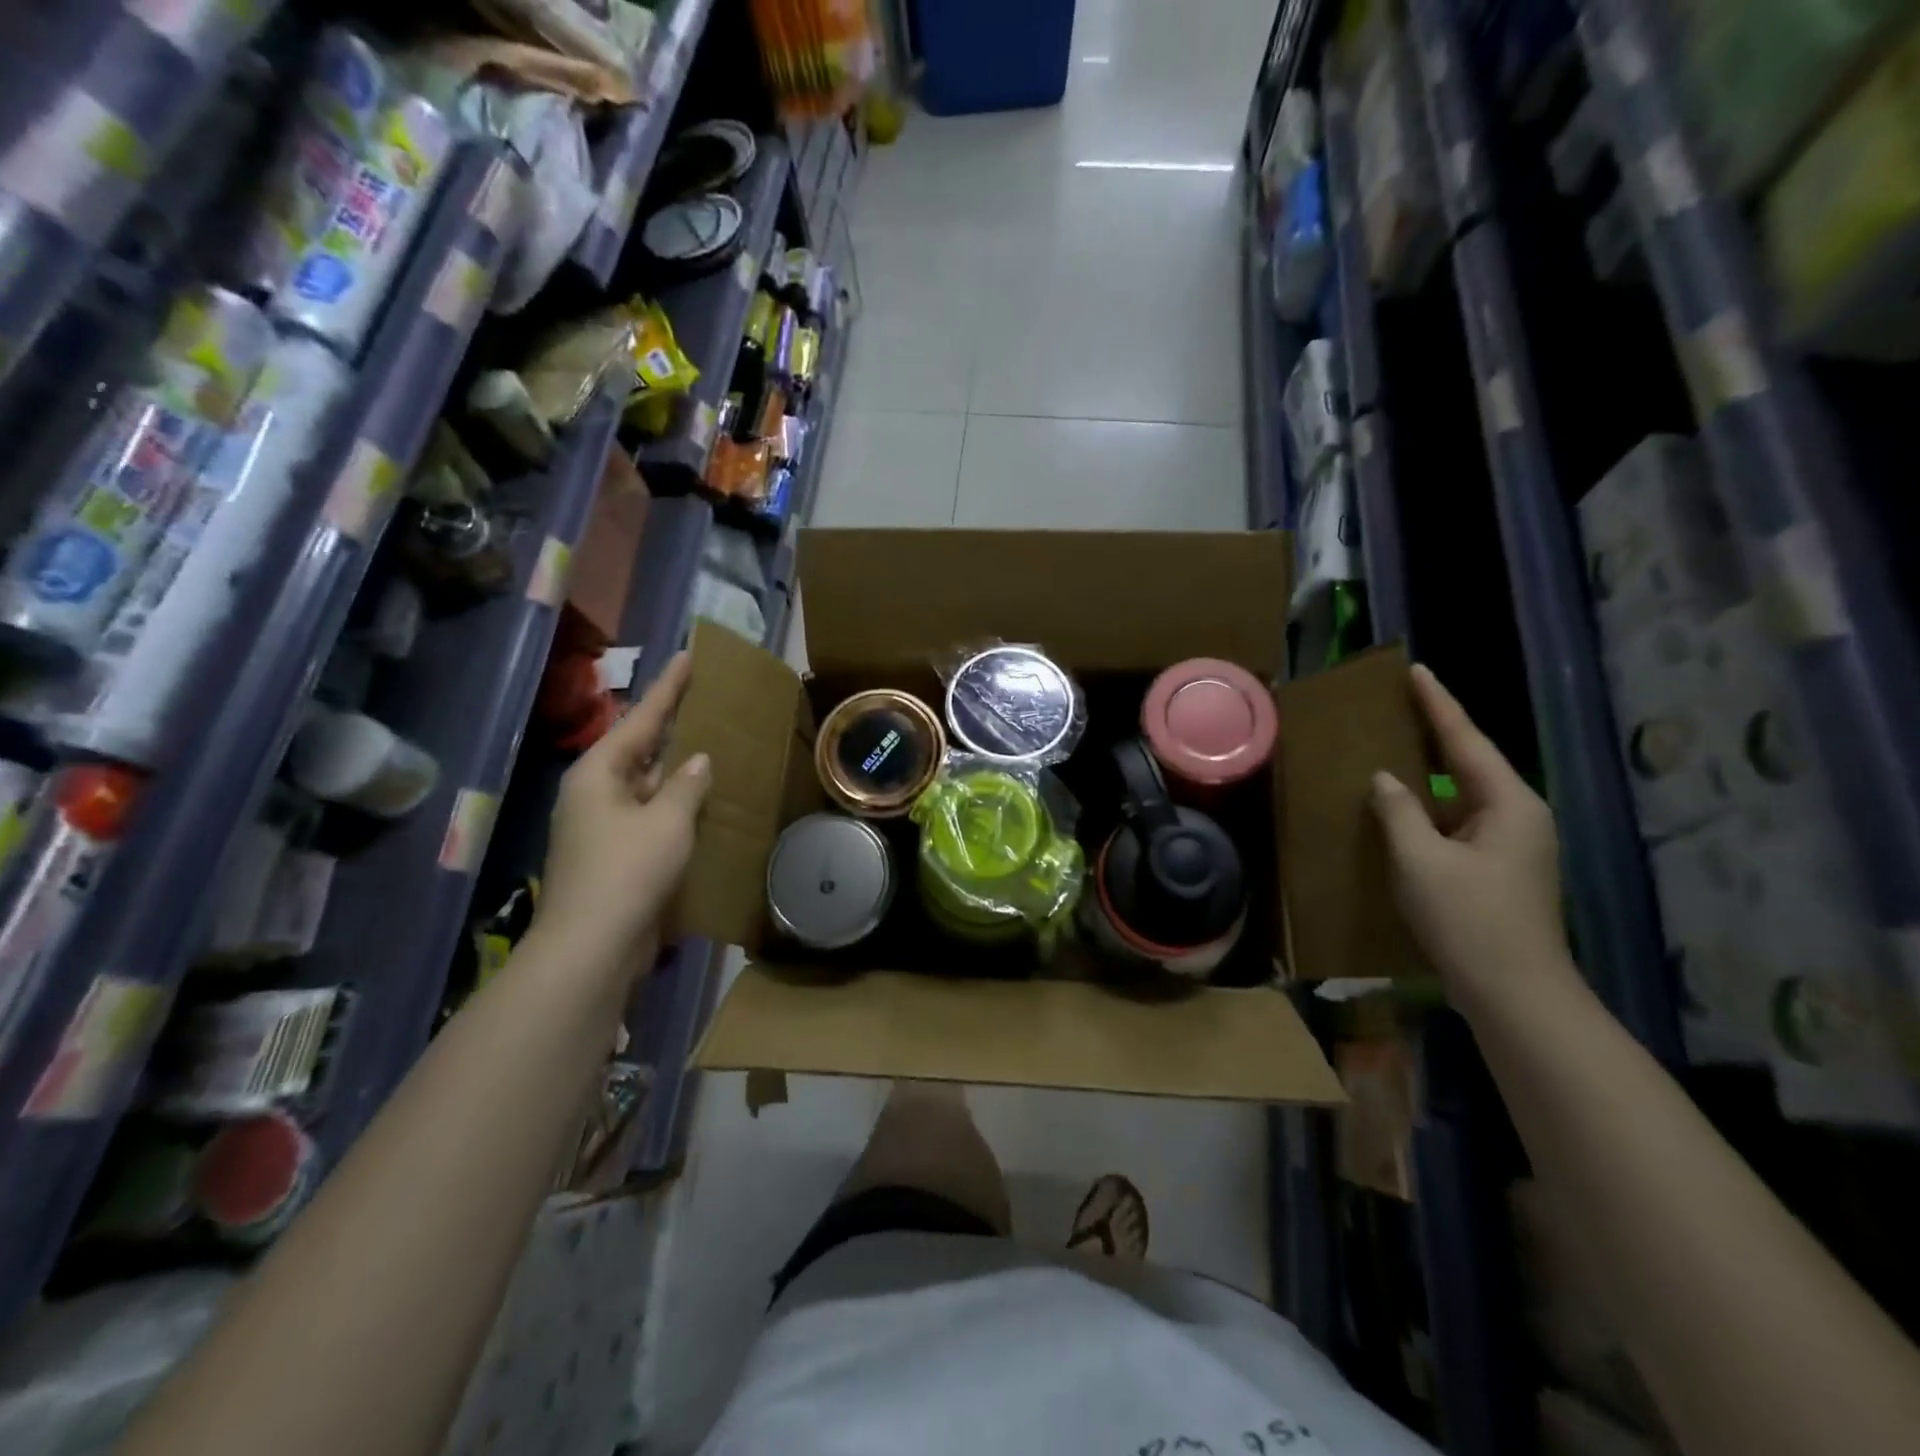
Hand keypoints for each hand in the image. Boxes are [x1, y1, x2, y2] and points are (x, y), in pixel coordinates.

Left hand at [534, 652, 710, 974]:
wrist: (592, 947)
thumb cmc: (628, 871)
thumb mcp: (667, 821)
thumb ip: (687, 785)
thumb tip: (698, 761)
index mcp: (598, 773)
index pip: (640, 718)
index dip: (668, 688)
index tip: (688, 657)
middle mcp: (595, 793)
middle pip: (639, 749)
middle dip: (672, 728)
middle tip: (706, 701)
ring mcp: (602, 827)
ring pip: (647, 785)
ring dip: (676, 772)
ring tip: (712, 747)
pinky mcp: (614, 855)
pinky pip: (650, 816)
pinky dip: (676, 806)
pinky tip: (703, 805)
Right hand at [1369, 664, 1575, 1010]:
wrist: (1516, 994)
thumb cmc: (1469, 920)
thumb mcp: (1420, 861)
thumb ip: (1398, 812)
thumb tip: (1384, 780)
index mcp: (1509, 804)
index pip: (1466, 741)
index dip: (1438, 704)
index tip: (1417, 670)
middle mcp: (1519, 816)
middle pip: (1471, 763)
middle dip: (1436, 733)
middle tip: (1402, 703)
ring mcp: (1514, 845)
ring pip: (1464, 795)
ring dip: (1431, 774)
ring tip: (1395, 749)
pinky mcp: (1500, 869)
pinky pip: (1460, 822)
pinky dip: (1431, 809)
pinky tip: (1403, 809)